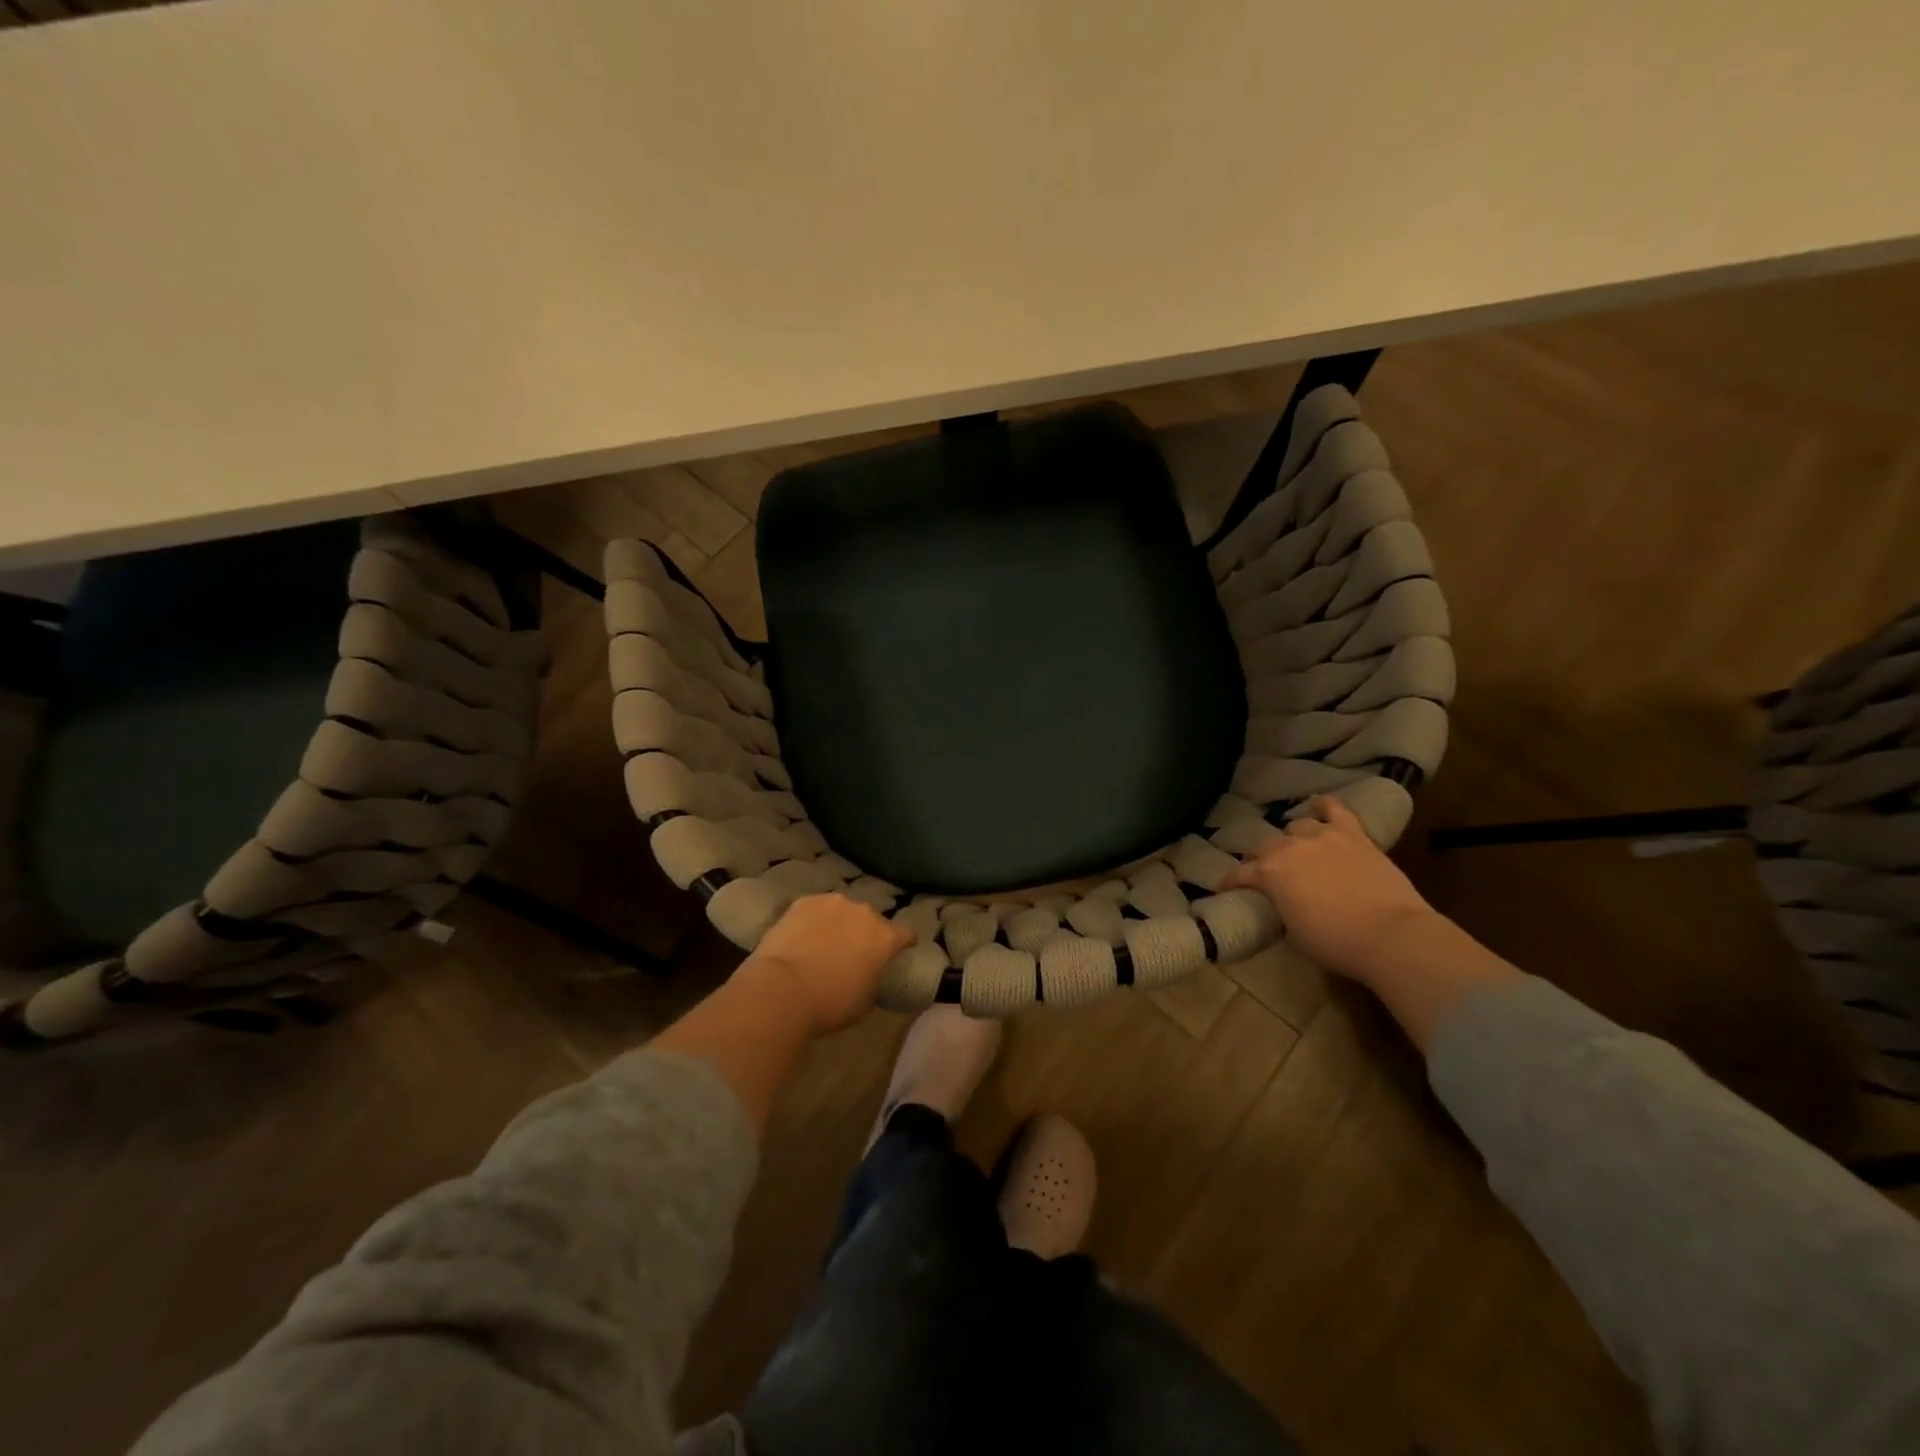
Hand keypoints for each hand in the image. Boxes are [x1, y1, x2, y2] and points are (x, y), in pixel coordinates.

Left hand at [740, 893, 913, 1035]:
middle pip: (872, 920)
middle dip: (867, 933)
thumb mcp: (866, 1001)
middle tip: (854, 952)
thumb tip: (869, 972)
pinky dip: (814, 920)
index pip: (906, 934)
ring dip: (840, 923)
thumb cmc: (830, 1003)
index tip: (899, 952)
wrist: (783, 988)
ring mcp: (833, 903)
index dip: (904, 944)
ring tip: (825, 942)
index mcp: (885, 937)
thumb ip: (874, 978)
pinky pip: (816, 909)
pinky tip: (803, 935)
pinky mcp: (804, 901)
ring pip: (843, 910)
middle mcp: (864, 912)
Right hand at [1223, 795, 1438, 983]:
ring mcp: (1323, 836)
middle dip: (1262, 860)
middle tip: (1269, 875)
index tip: (1226, 890)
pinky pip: (1335, 810)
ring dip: (1293, 839)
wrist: (1391, 935)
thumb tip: (1283, 905)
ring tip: (1298, 850)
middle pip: (1266, 846)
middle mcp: (1289, 847)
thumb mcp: (1293, 935)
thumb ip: (1281, 911)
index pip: (1239, 875)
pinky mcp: (1354, 835)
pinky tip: (1319, 803)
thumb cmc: (1336, 942)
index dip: (1230, 883)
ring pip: (1297, 826)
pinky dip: (1325, 805)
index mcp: (1269, 873)